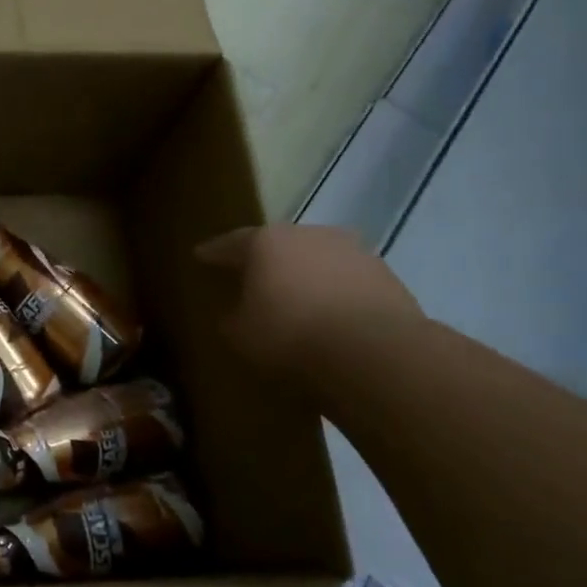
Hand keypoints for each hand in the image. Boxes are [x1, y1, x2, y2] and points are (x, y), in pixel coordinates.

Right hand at [194, 226, 420, 377]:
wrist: (374, 352)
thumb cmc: (290, 336)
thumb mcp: (240, 334)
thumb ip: (232, 317)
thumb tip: (235, 312)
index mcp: (266, 242)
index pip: (230, 243)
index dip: (213, 253)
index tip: (200, 256)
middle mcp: (309, 234)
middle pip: (278, 245)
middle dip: (265, 261)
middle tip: (251, 278)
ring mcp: (353, 251)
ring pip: (317, 260)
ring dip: (305, 276)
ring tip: (296, 299)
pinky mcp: (386, 275)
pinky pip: (346, 281)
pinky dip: (335, 293)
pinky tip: (331, 316)